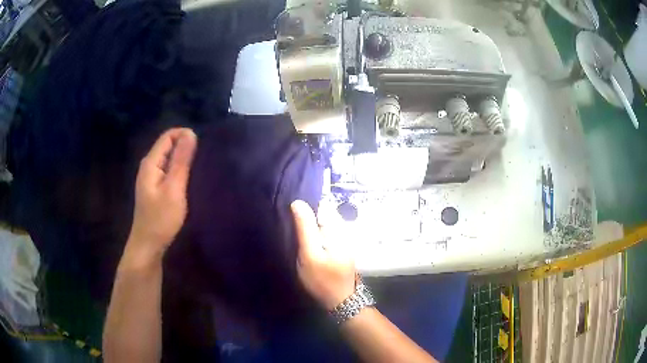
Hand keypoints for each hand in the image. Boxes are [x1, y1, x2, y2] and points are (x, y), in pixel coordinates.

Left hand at [125, 128, 197, 264]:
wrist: (148, 245)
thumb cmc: (161, 219)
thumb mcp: (173, 189)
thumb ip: (181, 160)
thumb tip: (190, 133)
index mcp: (151, 162)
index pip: (168, 136)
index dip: (185, 135)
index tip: (202, 146)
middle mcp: (149, 165)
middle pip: (168, 145)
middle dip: (185, 146)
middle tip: (203, 159)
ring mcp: (151, 177)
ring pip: (169, 158)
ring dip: (183, 159)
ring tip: (199, 168)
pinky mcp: (155, 188)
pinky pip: (168, 170)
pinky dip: (179, 170)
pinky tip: (189, 180)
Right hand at [291, 200, 355, 309]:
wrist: (340, 300)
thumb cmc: (323, 279)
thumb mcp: (310, 254)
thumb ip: (305, 228)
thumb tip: (298, 202)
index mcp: (336, 227)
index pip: (319, 204)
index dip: (304, 206)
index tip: (288, 211)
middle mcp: (341, 228)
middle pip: (320, 213)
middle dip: (305, 216)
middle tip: (289, 226)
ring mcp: (341, 238)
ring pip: (321, 223)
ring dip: (308, 226)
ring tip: (294, 234)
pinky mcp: (338, 247)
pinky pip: (323, 233)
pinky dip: (313, 235)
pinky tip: (304, 243)